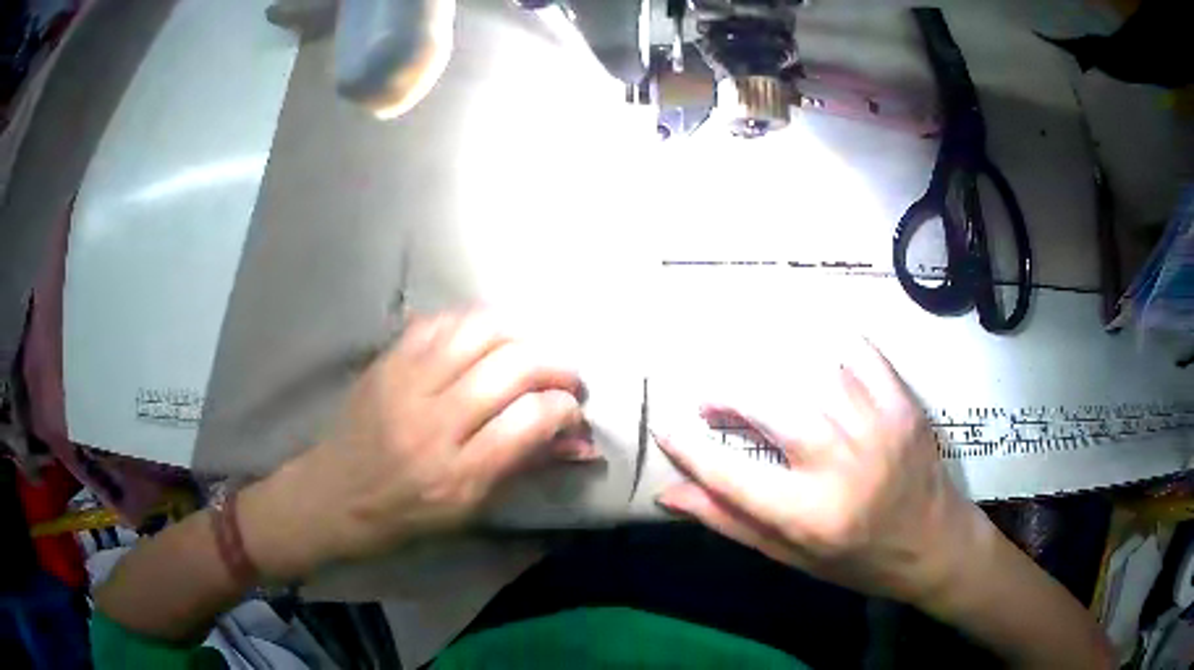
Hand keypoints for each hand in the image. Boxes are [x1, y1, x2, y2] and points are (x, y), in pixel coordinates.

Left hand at [241, 310, 593, 578]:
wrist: (332, 495)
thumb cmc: (405, 515)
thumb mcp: (470, 509)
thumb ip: (524, 467)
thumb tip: (580, 441)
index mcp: (457, 474)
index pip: (531, 420)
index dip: (565, 407)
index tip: (573, 409)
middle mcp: (433, 423)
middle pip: (512, 366)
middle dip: (555, 366)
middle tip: (565, 378)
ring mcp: (405, 384)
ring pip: (479, 332)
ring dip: (520, 335)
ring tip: (531, 352)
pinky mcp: (386, 361)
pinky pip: (440, 323)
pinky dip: (473, 325)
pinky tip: (485, 340)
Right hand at [655, 340, 982, 605]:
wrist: (935, 545)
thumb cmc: (858, 560)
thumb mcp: (790, 556)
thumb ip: (731, 521)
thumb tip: (670, 493)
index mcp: (811, 515)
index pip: (730, 474)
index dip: (689, 448)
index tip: (666, 427)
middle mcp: (843, 465)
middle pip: (768, 406)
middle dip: (726, 394)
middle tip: (710, 400)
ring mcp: (878, 426)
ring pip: (809, 371)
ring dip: (769, 367)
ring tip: (753, 379)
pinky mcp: (903, 403)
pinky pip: (858, 354)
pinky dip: (827, 346)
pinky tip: (810, 358)